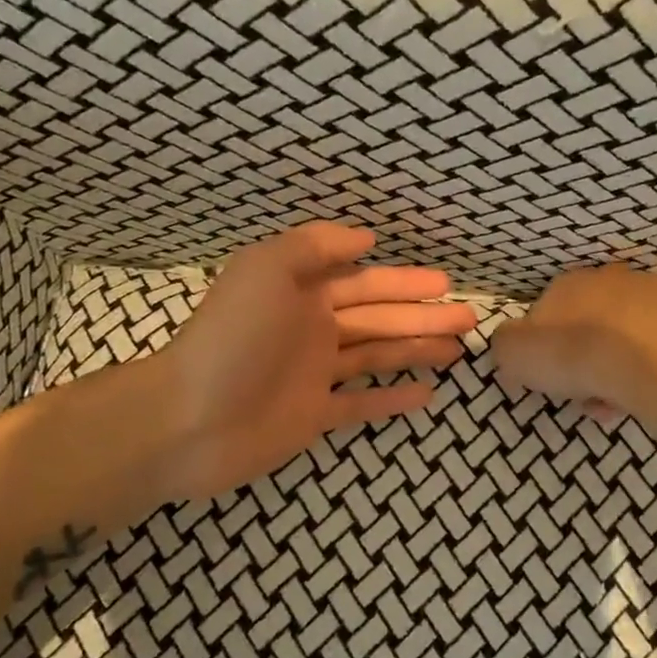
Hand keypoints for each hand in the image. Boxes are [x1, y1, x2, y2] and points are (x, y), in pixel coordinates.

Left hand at [154, 223, 474, 499]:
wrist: (188, 419)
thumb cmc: (231, 338)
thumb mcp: (266, 270)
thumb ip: (313, 247)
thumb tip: (365, 239)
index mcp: (302, 294)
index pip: (364, 283)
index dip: (405, 283)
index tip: (445, 284)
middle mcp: (312, 330)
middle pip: (379, 319)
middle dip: (423, 316)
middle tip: (468, 318)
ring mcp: (314, 375)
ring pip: (376, 357)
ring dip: (417, 351)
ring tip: (457, 350)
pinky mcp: (313, 416)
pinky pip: (360, 404)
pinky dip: (392, 399)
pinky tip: (426, 395)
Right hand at [489, 266, 656, 427]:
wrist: (656, 364)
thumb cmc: (578, 355)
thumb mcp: (515, 354)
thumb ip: (506, 345)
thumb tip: (513, 345)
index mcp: (567, 283)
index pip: (546, 312)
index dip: (544, 349)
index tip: (547, 379)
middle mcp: (610, 279)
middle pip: (587, 324)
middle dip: (582, 360)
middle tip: (580, 396)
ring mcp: (653, 294)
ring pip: (624, 337)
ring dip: (615, 368)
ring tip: (613, 404)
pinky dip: (648, 369)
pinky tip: (644, 395)